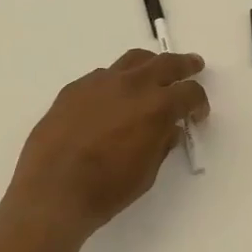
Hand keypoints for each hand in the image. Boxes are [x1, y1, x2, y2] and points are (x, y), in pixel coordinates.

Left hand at [3, 49, 209, 243]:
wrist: (52, 191)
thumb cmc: (106, 189)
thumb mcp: (146, 173)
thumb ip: (161, 144)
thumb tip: (168, 129)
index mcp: (156, 107)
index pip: (189, 92)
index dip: (199, 102)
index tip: (198, 113)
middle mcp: (131, 85)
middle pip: (165, 63)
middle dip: (183, 64)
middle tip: (193, 65)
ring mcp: (100, 82)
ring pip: (132, 60)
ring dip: (149, 65)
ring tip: (152, 73)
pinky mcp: (74, 88)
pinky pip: (103, 76)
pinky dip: (116, 81)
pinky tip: (112, 98)